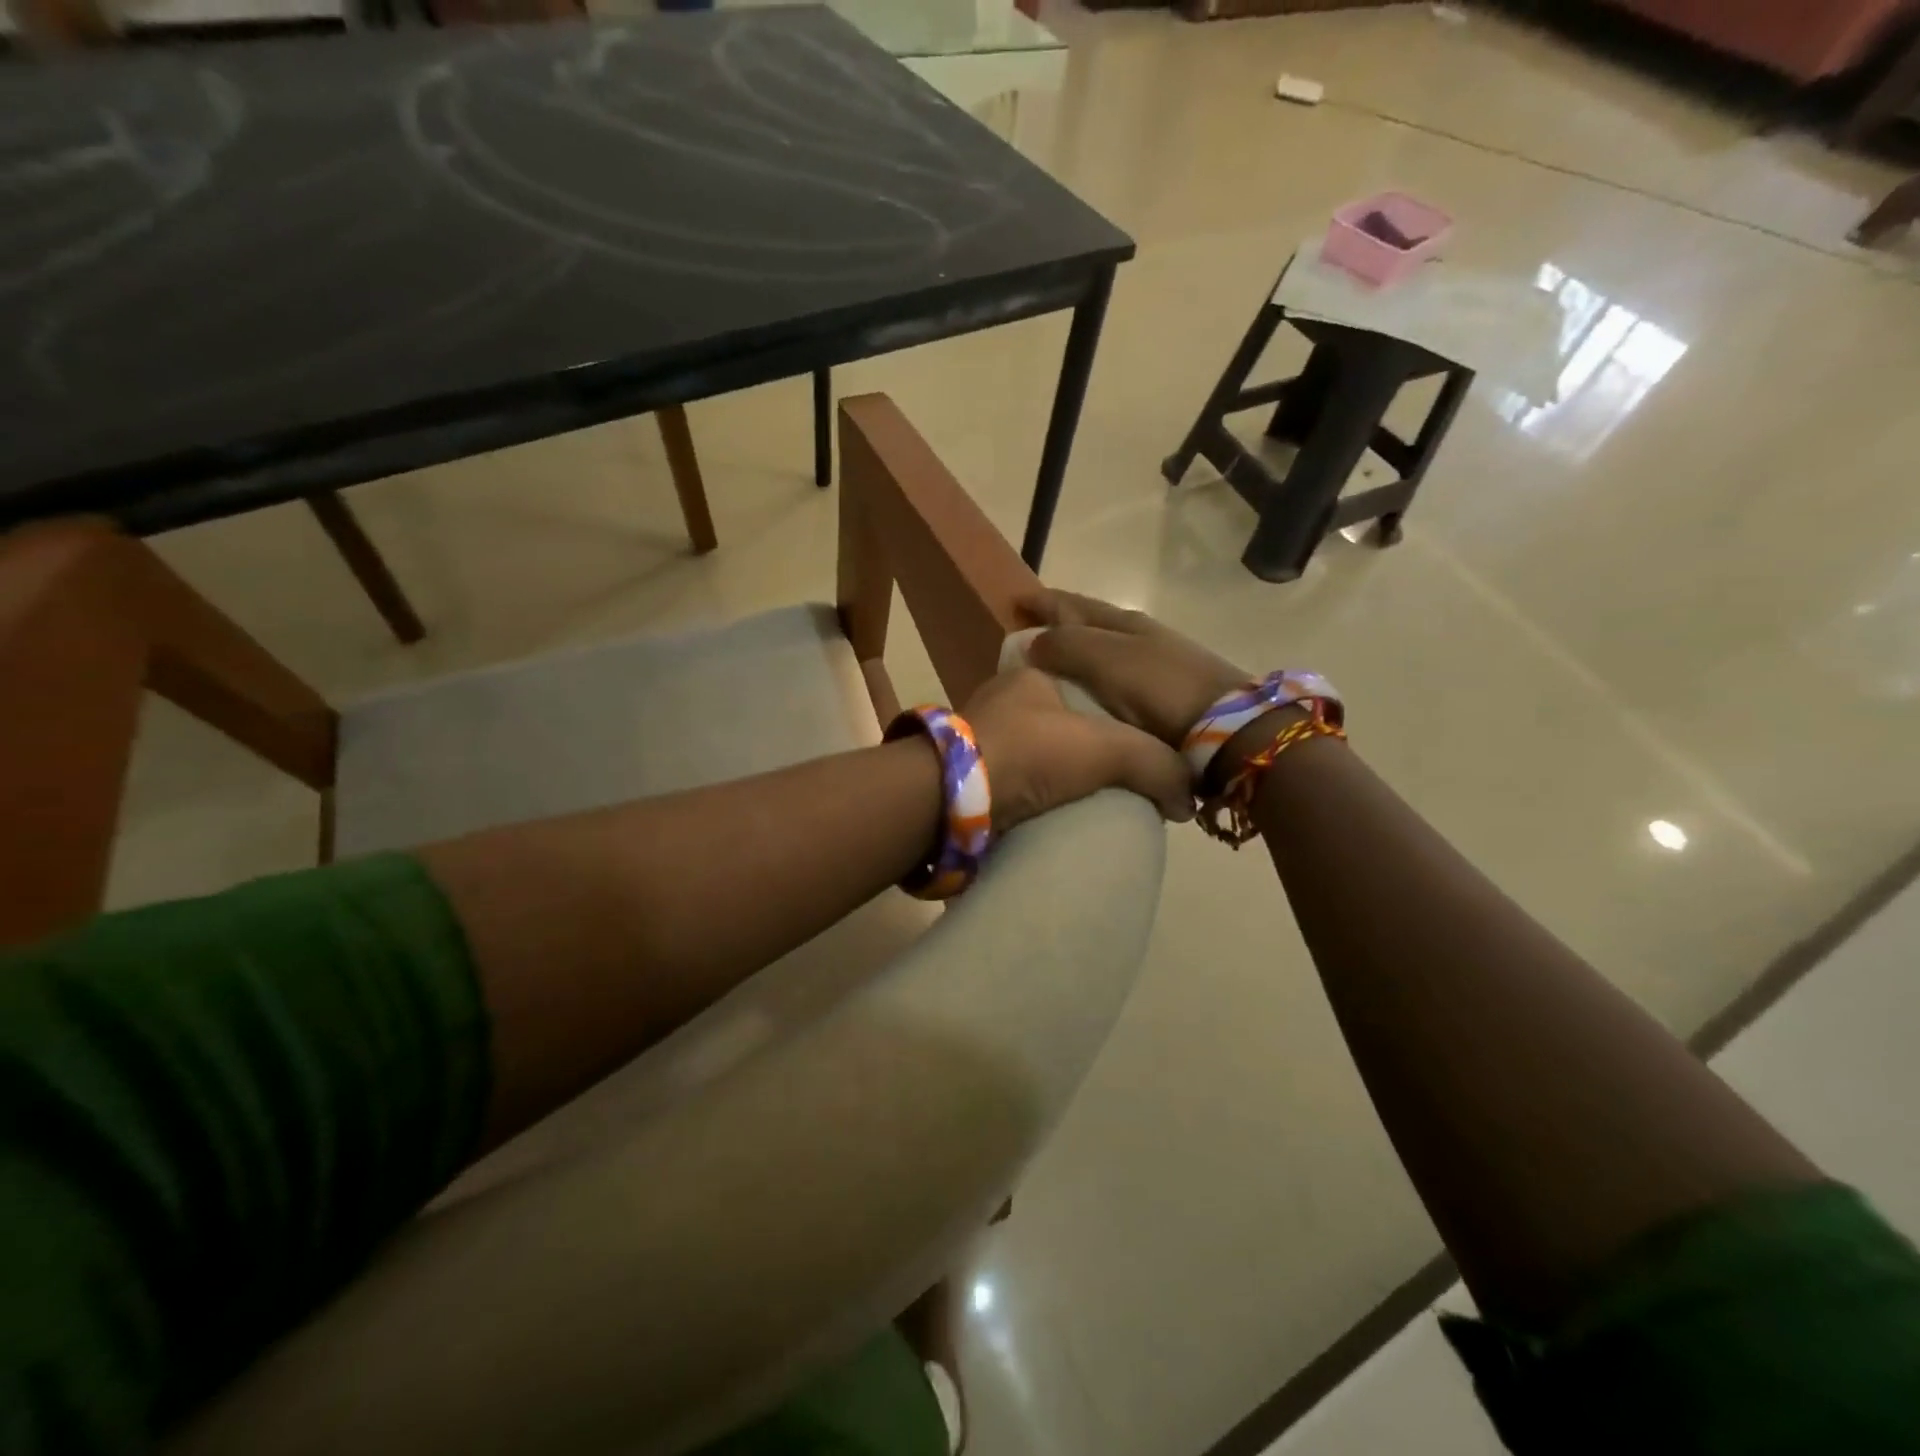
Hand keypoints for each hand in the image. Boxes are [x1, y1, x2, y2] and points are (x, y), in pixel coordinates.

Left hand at [961, 666, 1193, 830]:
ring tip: (1086, 806)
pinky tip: (1050, 816)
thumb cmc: (1030, 752)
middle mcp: (1001, 700)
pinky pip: (1012, 783)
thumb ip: (1155, 764)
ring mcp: (978, 738)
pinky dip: (1032, 797)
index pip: (1088, 690)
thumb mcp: (1107, 748)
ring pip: (1034, 755)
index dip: (1116, 720)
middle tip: (1114, 785)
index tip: (1134, 755)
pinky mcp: (964, 776)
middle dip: (1085, 752)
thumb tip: (1186, 798)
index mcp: (1031, 677)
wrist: (952, 797)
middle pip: (1060, 724)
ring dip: (1055, 777)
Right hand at [1020, 591, 1249, 748]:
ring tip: (1053, 663)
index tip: (1017, 602)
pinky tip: (1089, 692)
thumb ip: (1067, 645)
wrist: (1227, 728)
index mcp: (1124, 623)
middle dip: (1060, 622)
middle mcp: (1141, 637)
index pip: (1074, 604)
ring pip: (1105, 650)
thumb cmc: (1159, 688)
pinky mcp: (1166, 696)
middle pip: (1091, 623)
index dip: (1045, 602)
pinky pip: (1116, 678)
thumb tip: (1033, 641)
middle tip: (1030, 630)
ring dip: (1078, 650)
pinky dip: (1096, 677)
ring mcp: (1157, 665)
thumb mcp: (1106, 660)